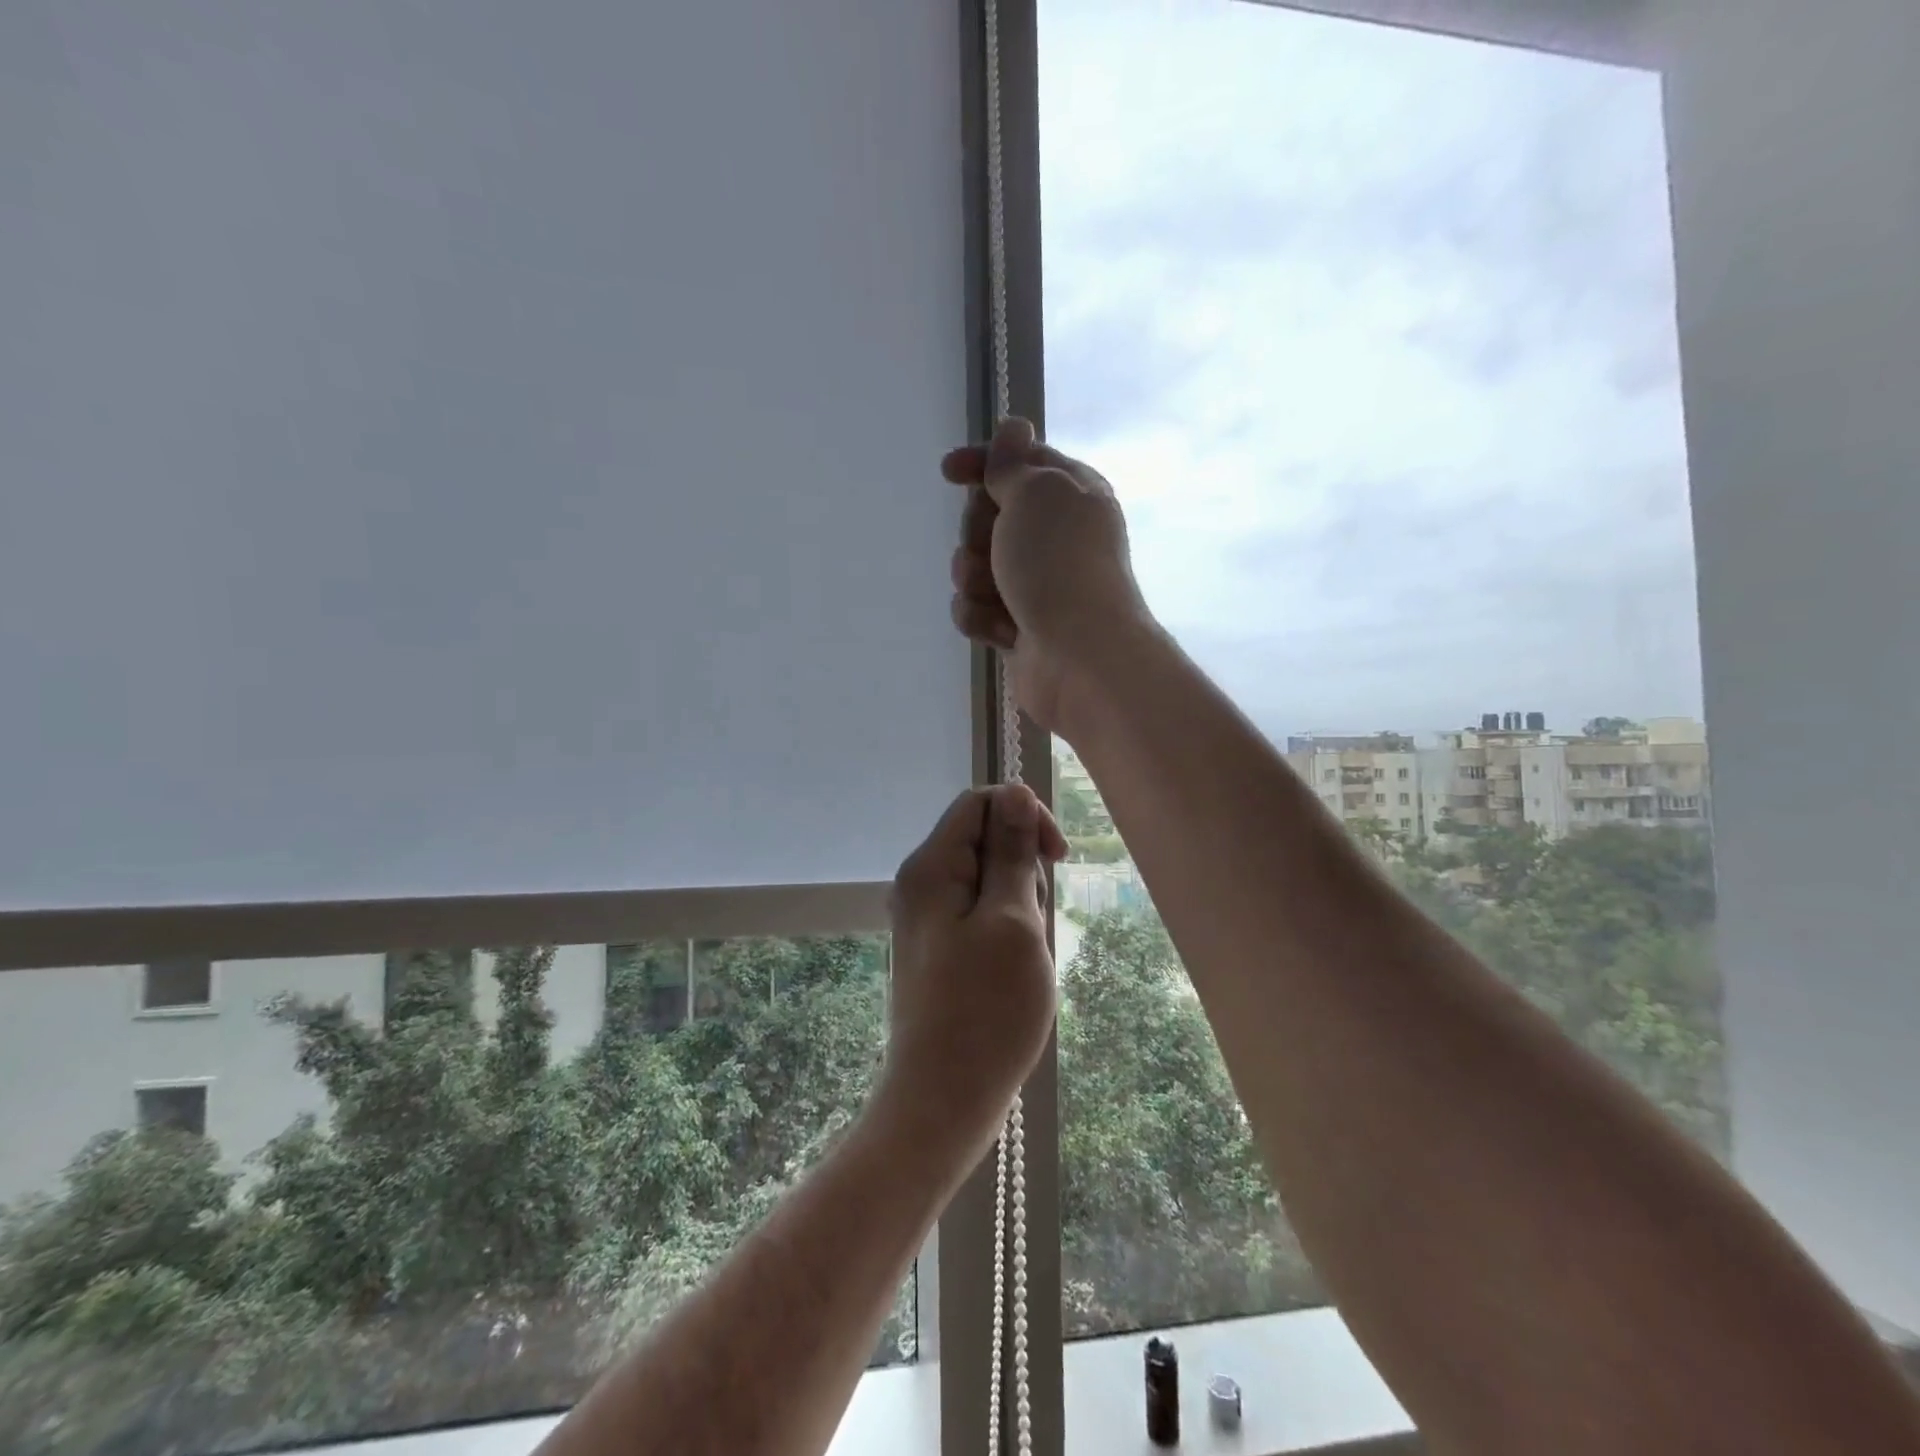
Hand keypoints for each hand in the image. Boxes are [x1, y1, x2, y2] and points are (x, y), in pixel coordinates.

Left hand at [879, 784, 1067, 1150]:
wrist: (943, 1100)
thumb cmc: (985, 1010)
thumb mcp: (1012, 920)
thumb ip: (1012, 852)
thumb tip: (1016, 791)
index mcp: (929, 866)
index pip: (979, 803)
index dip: (1024, 816)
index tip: (1058, 858)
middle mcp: (920, 883)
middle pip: (983, 840)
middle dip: (1022, 869)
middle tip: (1035, 924)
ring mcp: (927, 918)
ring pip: (988, 881)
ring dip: (1019, 905)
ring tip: (1025, 956)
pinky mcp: (938, 948)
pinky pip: (980, 914)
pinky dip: (1007, 929)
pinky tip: (1015, 970)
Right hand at [943, 418, 1151, 732]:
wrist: (1079, 656)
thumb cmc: (1059, 564)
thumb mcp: (1036, 494)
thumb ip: (1014, 463)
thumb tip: (1014, 427)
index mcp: (1070, 494)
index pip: (1019, 462)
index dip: (982, 463)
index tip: (948, 472)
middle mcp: (1055, 536)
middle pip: (988, 515)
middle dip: (977, 531)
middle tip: (994, 547)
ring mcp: (1036, 584)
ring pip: (975, 566)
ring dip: (974, 578)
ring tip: (997, 596)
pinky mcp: (1018, 626)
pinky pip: (976, 610)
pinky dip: (980, 618)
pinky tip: (1001, 631)